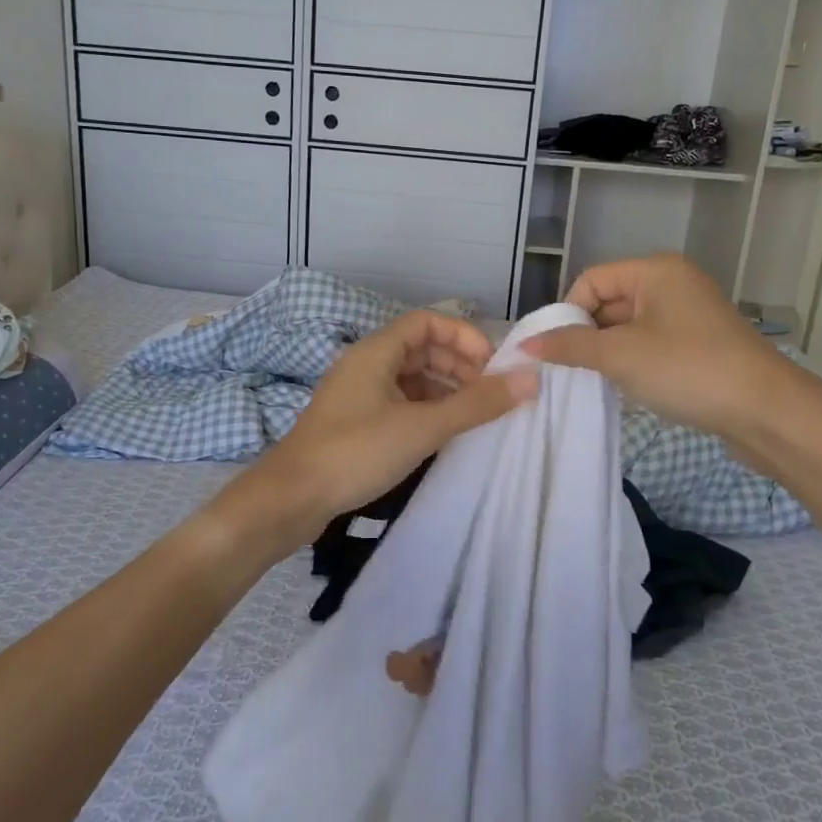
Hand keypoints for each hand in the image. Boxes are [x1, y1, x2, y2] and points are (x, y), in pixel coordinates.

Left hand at [238, 310, 535, 547]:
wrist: (291, 499)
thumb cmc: (356, 452)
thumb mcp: (422, 427)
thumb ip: (476, 404)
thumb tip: (530, 379)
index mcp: (376, 352)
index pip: (428, 322)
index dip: (464, 336)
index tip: (493, 366)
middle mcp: (366, 364)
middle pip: (421, 349)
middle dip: (459, 365)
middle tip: (489, 394)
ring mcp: (358, 394)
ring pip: (411, 378)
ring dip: (444, 389)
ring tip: (473, 416)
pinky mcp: (355, 422)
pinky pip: (399, 402)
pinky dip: (425, 410)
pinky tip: (443, 434)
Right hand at [521, 253, 784, 440]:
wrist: (766, 412)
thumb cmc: (688, 370)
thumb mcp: (620, 356)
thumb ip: (569, 347)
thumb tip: (526, 345)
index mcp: (656, 271)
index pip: (591, 280)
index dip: (568, 313)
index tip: (556, 351)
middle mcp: (673, 283)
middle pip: (610, 302)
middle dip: (587, 335)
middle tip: (570, 371)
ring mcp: (689, 315)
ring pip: (629, 327)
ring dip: (608, 353)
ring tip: (597, 382)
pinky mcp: (699, 344)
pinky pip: (650, 344)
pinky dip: (632, 362)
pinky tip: (626, 388)